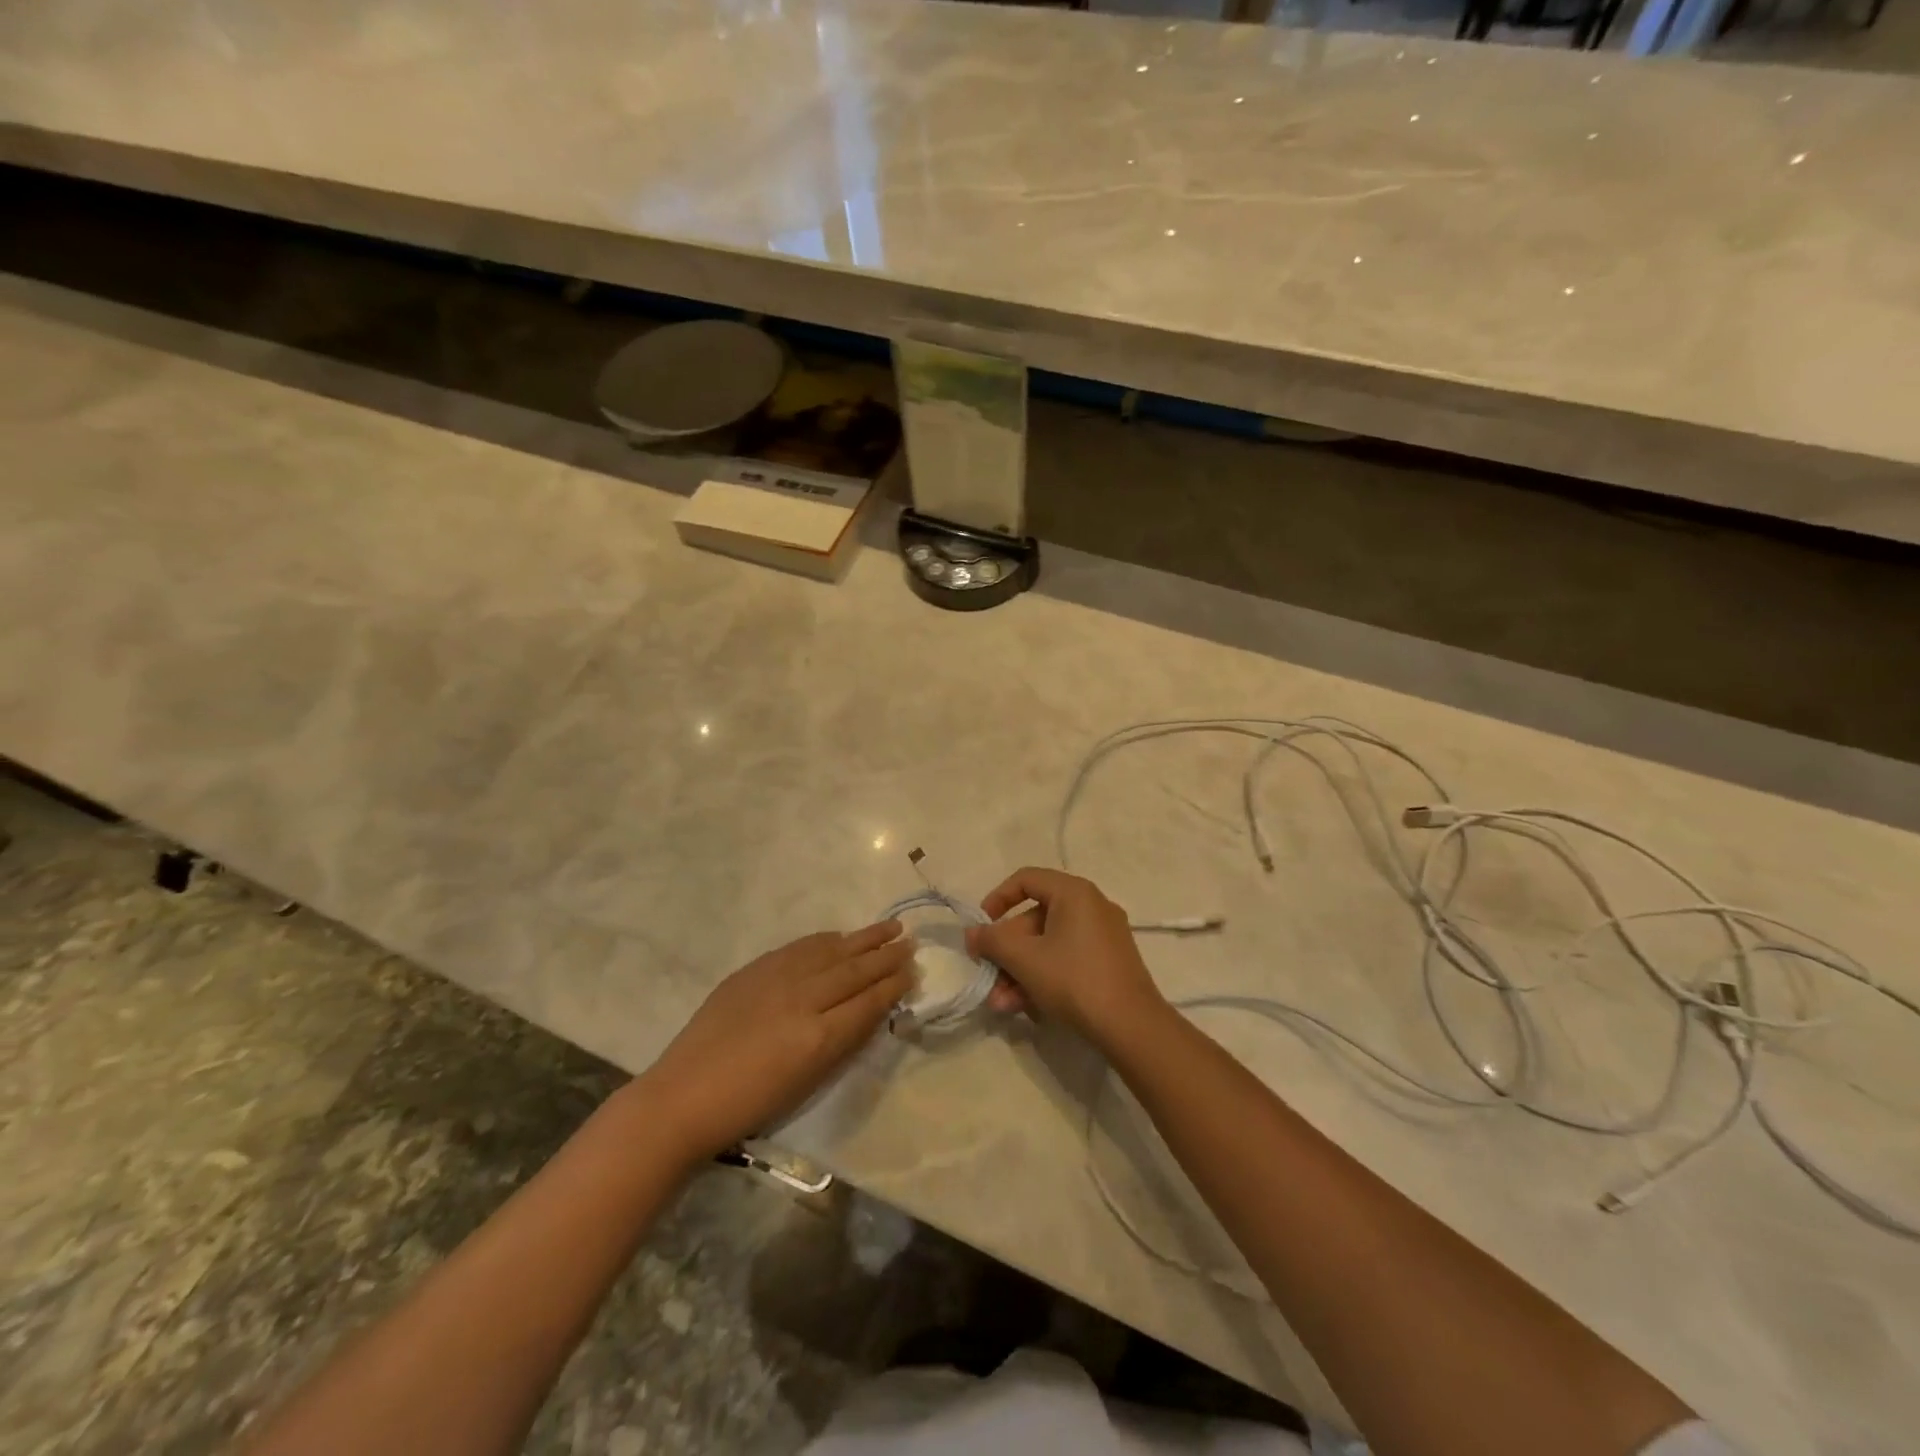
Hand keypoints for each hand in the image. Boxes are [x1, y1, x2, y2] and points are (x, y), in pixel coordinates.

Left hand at [638, 920, 913, 1162]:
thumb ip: (842, 1042)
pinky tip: (839, 936)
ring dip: (863, 939)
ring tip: (889, 928)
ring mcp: (776, 979)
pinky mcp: (754, 970)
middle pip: (855, 971)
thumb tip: (870, 1011)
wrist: (684, 1097)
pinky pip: (800, 948)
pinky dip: (825, 941)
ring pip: (831, 951)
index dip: (894, 985)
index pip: (868, 1002)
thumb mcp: (807, 1082)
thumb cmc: (750, 1105)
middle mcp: (803, 1000)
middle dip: (886, 956)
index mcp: (818, 1037)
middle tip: (910, 943)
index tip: (914, 970)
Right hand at [965, 868, 1167, 1047]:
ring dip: (1020, 971)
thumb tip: (971, 933)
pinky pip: (1066, 959)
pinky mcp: (1109, 963)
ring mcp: (1103, 936)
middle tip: (988, 977)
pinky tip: (1027, 1008)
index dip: (997, 899)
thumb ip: (993, 941)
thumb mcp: (1025, 959)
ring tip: (1002, 1004)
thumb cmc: (1074, 980)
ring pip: (1048, 945)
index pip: (1026, 879)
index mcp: (1074, 893)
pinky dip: (1044, 977)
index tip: (981, 927)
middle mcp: (1091, 906)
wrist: (1132, 1027)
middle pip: (1034, 918)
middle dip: (1007, 952)